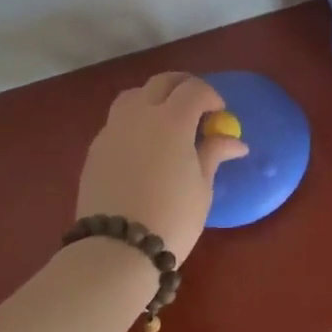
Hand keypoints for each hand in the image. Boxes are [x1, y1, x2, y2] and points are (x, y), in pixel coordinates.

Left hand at [76, 73, 248, 263]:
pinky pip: (118, 121)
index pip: (193, 89)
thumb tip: (235, 142)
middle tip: (197, 106)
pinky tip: (144, 146)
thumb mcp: (202, 186)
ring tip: (166, 121)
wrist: (116, 249)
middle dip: (183, 87)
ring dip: (154, 98)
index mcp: (171, 120)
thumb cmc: (171, 216)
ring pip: (134, 95)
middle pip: (161, 82)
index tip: (219, 114)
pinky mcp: (95, 149)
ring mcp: (113, 130)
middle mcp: (140, 115)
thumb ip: (214, 154)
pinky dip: (135, 120)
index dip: (210, 96)